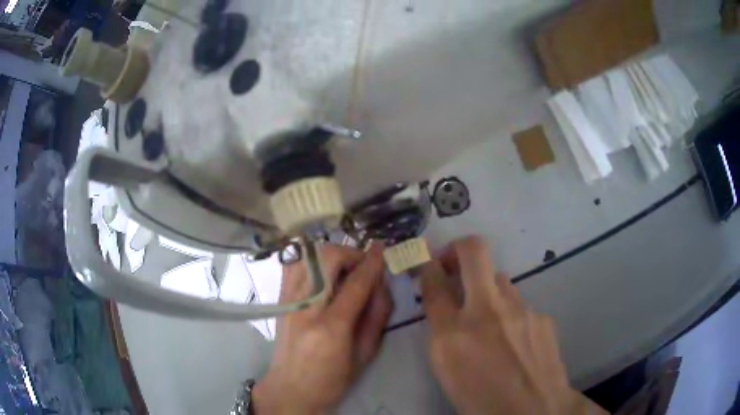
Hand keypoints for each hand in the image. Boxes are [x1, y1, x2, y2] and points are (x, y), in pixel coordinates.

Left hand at [253, 244, 392, 413]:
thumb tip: (381, 283)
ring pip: (307, 256)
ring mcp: (288, 301)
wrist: (291, 389)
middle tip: (362, 264)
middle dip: (349, 253)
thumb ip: (377, 315)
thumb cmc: (332, 379)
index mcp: (331, 328)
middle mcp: (306, 308)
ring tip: (343, 268)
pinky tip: (322, 272)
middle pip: (326, 259)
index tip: (382, 248)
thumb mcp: (365, 354)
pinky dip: (311, 259)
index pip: (355, 284)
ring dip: (330, 254)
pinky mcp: (279, 299)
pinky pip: (293, 264)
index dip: (371, 262)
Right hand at [418, 237, 606, 414]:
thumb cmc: (480, 399)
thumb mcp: (447, 370)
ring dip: (487, 291)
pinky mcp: (541, 315)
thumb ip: (442, 331)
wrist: (534, 410)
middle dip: (457, 248)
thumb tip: (444, 304)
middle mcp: (487, 312)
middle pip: (473, 252)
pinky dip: (511, 316)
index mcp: (453, 334)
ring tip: (490, 321)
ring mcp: (520, 310)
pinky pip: (519, 305)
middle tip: (453, 261)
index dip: (426, 266)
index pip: (433, 282)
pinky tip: (516, 343)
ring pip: (500, 280)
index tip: (425, 263)